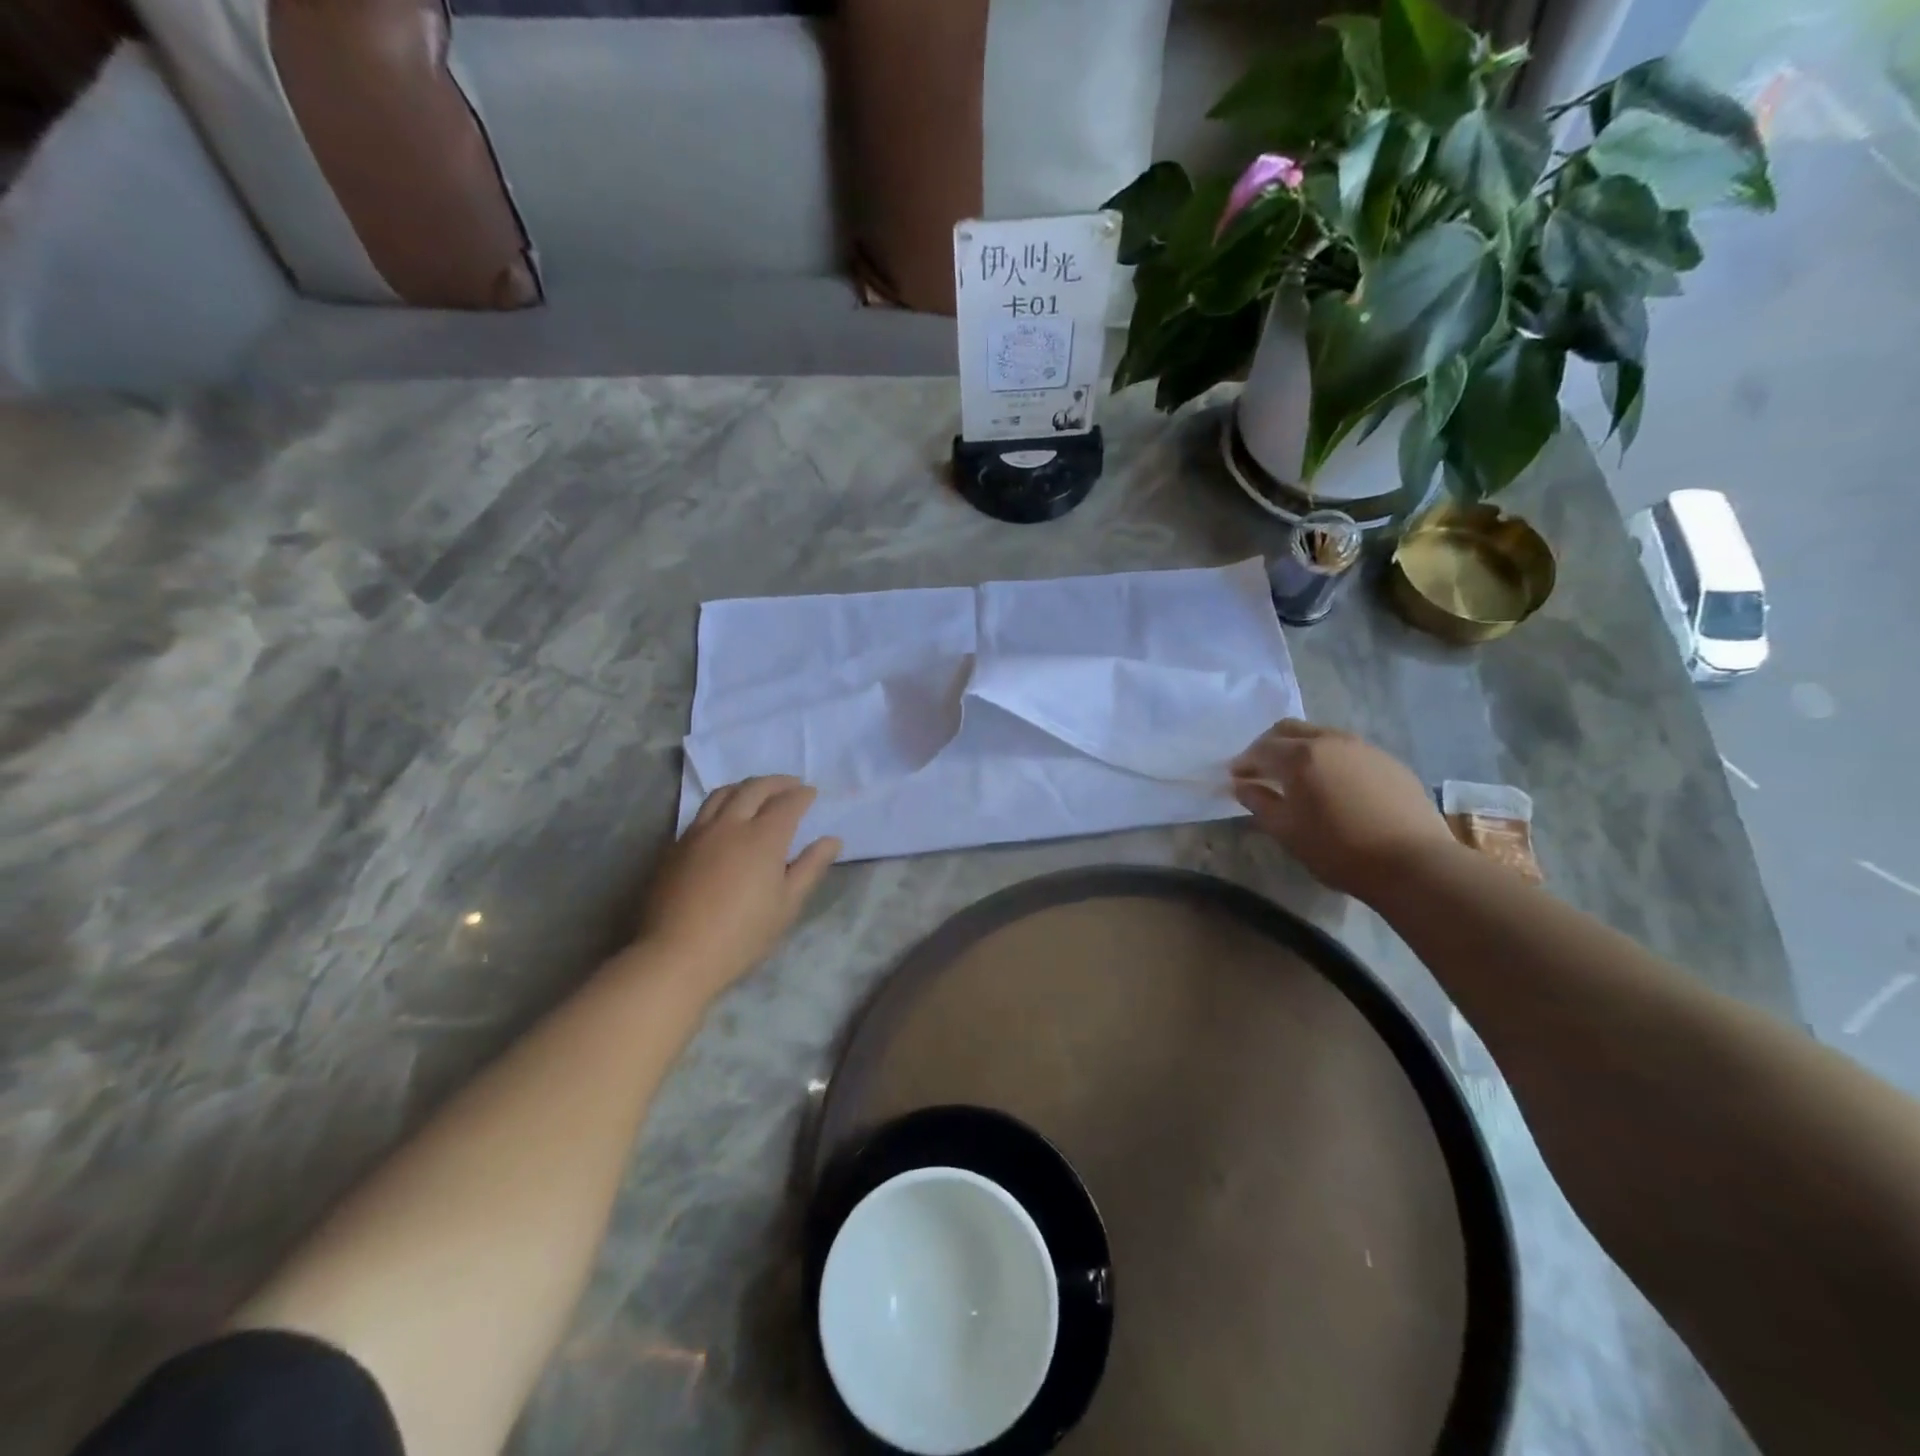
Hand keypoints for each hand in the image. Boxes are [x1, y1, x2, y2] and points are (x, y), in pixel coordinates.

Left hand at [634, 776, 841, 997]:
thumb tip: (832, 840)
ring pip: (724, 793)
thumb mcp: (787, 905)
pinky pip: (703, 811)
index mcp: (763, 838)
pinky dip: (722, 803)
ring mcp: (699, 832)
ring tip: (757, 792)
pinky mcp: (676, 845)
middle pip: (754, 788)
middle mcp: (731, 825)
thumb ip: (810, 867)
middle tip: (791, 784)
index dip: (802, 795)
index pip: (787, 803)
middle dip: (777, 782)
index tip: (812, 793)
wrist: (676, 955)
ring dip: (746, 786)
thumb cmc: (741, 935)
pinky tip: (725, 817)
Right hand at [1232, 719, 1459, 898]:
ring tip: (1297, 776)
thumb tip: (1242, 785)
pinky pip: (1348, 751)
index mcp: (1300, 756)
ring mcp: (1364, 748)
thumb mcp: (1287, 831)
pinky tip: (1334, 785)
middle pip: (1289, 729)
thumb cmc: (1338, 849)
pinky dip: (1330, 759)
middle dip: (1269, 745)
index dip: (1243, 762)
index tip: (1234, 778)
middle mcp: (1330, 741)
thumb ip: (1259, 802)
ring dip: (1301, 749)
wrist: (1414, 863)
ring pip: (1321, 736)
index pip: (1260, 749)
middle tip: (1260, 769)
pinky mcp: (1389, 762)